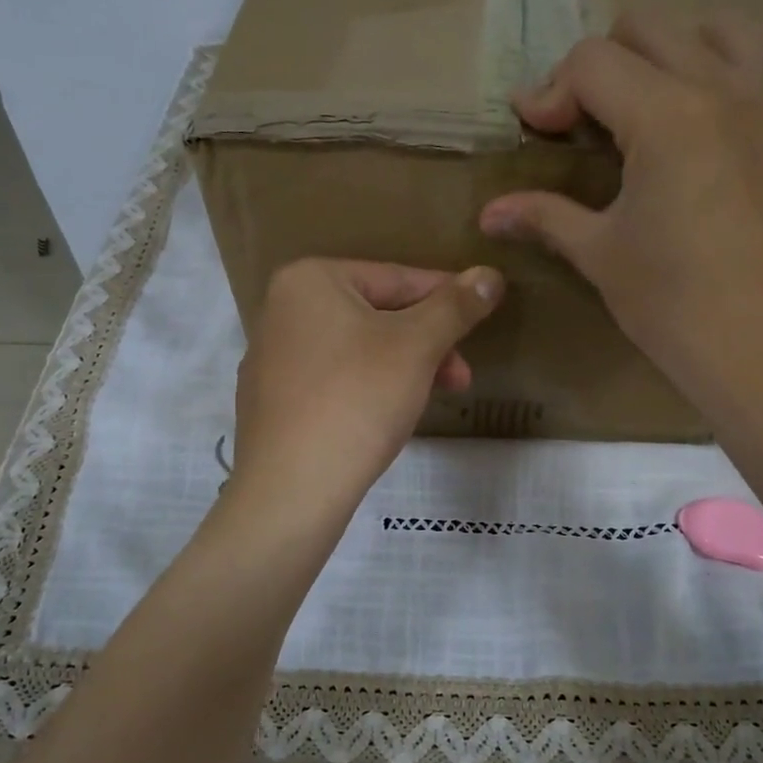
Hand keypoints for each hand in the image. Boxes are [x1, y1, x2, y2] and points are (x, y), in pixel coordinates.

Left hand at [231, 258, 503, 519]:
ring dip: (403, 369)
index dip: (447, 299)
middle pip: (375, 315)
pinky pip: (333, 382)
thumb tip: (490, 275)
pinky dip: (367, 390)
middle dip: (426, 344)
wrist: (292, 487)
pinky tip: (386, 418)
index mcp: (310, 280)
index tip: (483, 318)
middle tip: (461, 378)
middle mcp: (281, 310)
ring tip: (431, 400)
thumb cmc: (357, 399)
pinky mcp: (272, 403)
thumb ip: (455, 307)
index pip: (397, 278)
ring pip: (356, 350)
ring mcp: (272, 359)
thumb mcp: (417, 347)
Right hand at [480, 14, 762, 446]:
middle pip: (652, 29)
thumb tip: (490, 213)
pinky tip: (724, 115)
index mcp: (666, 117)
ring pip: (724, 29)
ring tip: (658, 102)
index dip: (551, 90)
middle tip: (589, 120)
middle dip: (605, 63)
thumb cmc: (674, 307)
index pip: (593, 63)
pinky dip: (742, 71)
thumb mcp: (601, 256)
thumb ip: (546, 217)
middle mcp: (726, 90)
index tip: (534, 128)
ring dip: (677, 50)